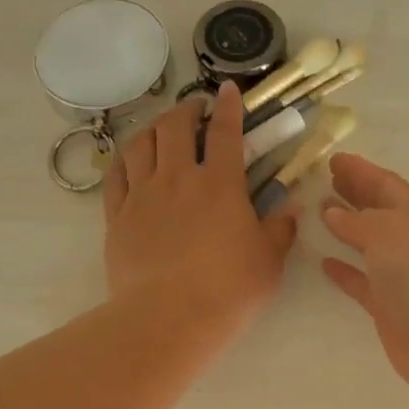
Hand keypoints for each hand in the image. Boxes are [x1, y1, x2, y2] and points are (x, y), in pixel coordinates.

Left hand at [104, 83, 297, 337]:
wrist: (169, 318)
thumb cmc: (229, 290)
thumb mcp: (269, 262)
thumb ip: (281, 229)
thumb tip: (292, 208)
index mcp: (220, 184)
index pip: (225, 132)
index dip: (229, 107)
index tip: (229, 90)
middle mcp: (178, 178)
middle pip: (175, 126)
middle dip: (187, 109)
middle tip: (195, 108)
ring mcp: (142, 195)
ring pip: (140, 143)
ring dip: (153, 127)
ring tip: (161, 128)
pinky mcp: (117, 216)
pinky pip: (116, 175)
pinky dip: (124, 158)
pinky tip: (130, 158)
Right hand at [321, 154, 408, 404]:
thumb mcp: (388, 231)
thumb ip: (357, 221)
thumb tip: (333, 213)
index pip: (388, 185)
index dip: (362, 171)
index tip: (334, 159)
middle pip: (381, 212)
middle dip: (355, 195)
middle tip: (324, 181)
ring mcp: (403, 277)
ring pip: (370, 246)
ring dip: (346, 230)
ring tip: (318, 215)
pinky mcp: (390, 308)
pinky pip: (362, 283)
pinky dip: (345, 271)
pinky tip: (324, 262)